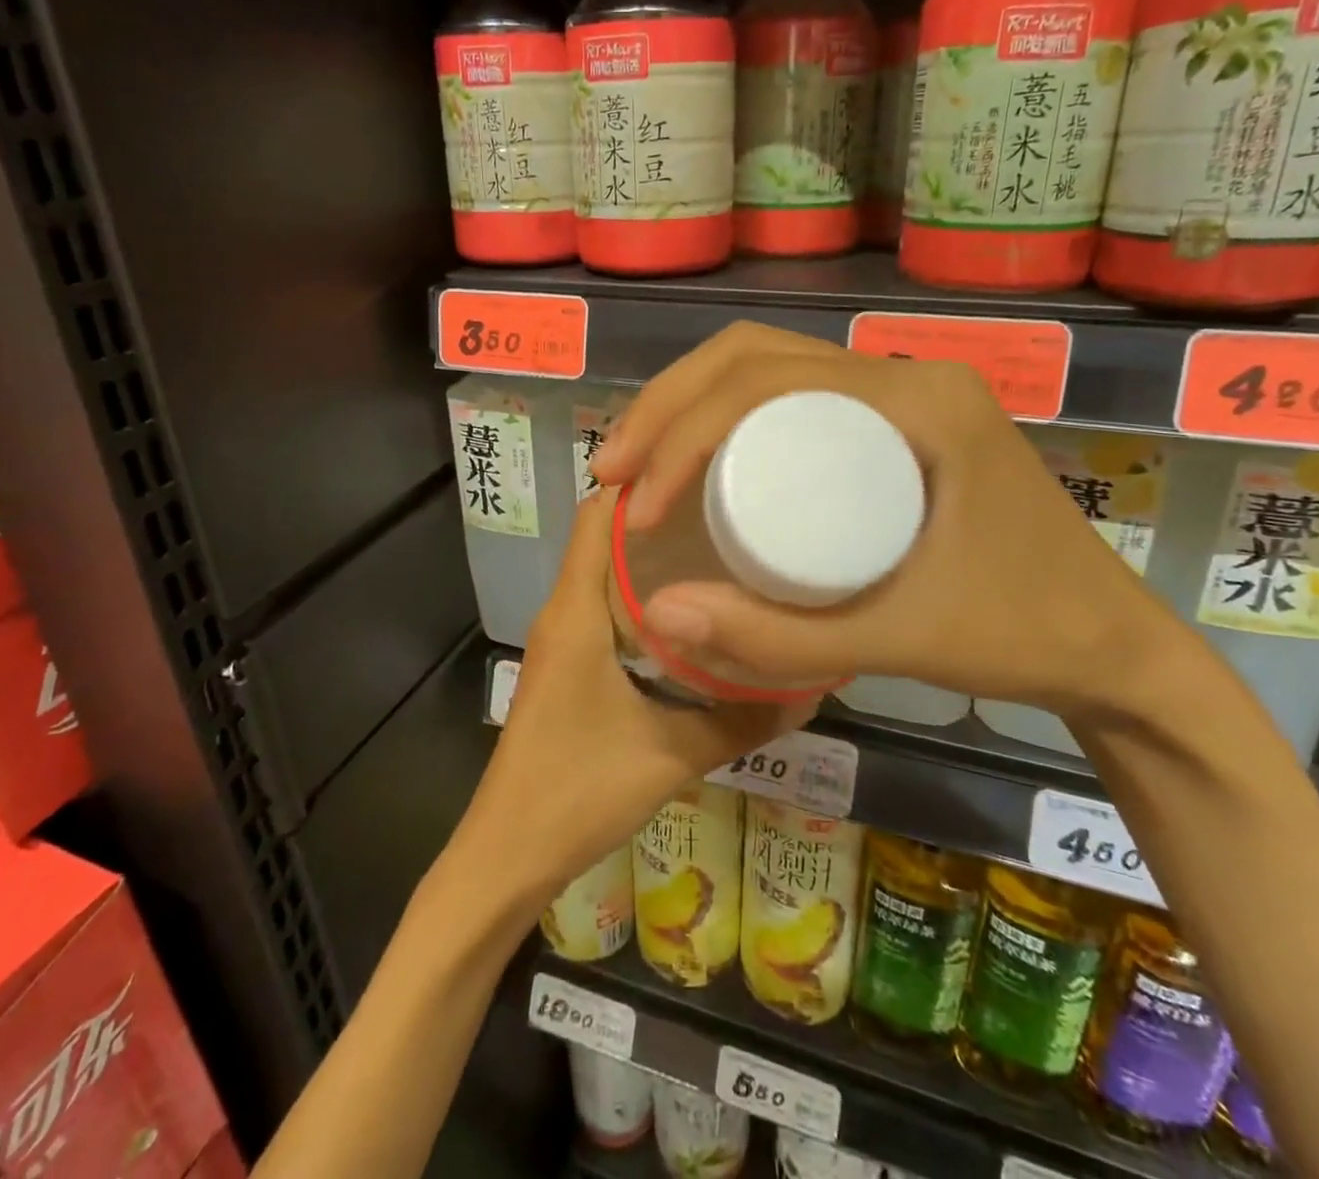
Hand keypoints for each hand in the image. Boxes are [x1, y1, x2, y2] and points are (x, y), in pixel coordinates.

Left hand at [456, 486, 815, 911]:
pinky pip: (603, 606)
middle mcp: (563, 611)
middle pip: (604, 536)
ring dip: (651, 554)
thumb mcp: (671, 755)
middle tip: (729, 502)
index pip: (598, 516)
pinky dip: (641, 594)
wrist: (508, 854)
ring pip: (604, 571)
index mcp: (576, 612)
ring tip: (719, 543)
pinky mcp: (567, 664)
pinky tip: (691, 608)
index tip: (702, 465)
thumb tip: (810, 690)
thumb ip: (742, 721)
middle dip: (658, 513)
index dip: (642, 481)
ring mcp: (561, 638)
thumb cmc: (579, 791)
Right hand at [589, 322, 1189, 726]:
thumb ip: (777, 637)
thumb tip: (658, 610)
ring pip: (769, 369)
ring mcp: (903, 395)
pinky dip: (728, 418)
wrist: (1112, 649)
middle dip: (669, 406)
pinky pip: (794, 398)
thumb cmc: (1020, 636)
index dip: (682, 434)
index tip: (636, 505)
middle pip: (756, 357)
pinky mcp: (895, 424)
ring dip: (691, 405)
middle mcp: (907, 375)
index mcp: (917, 400)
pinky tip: (697, 463)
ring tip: (637, 464)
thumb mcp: (895, 640)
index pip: (767, 381)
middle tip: (614, 470)